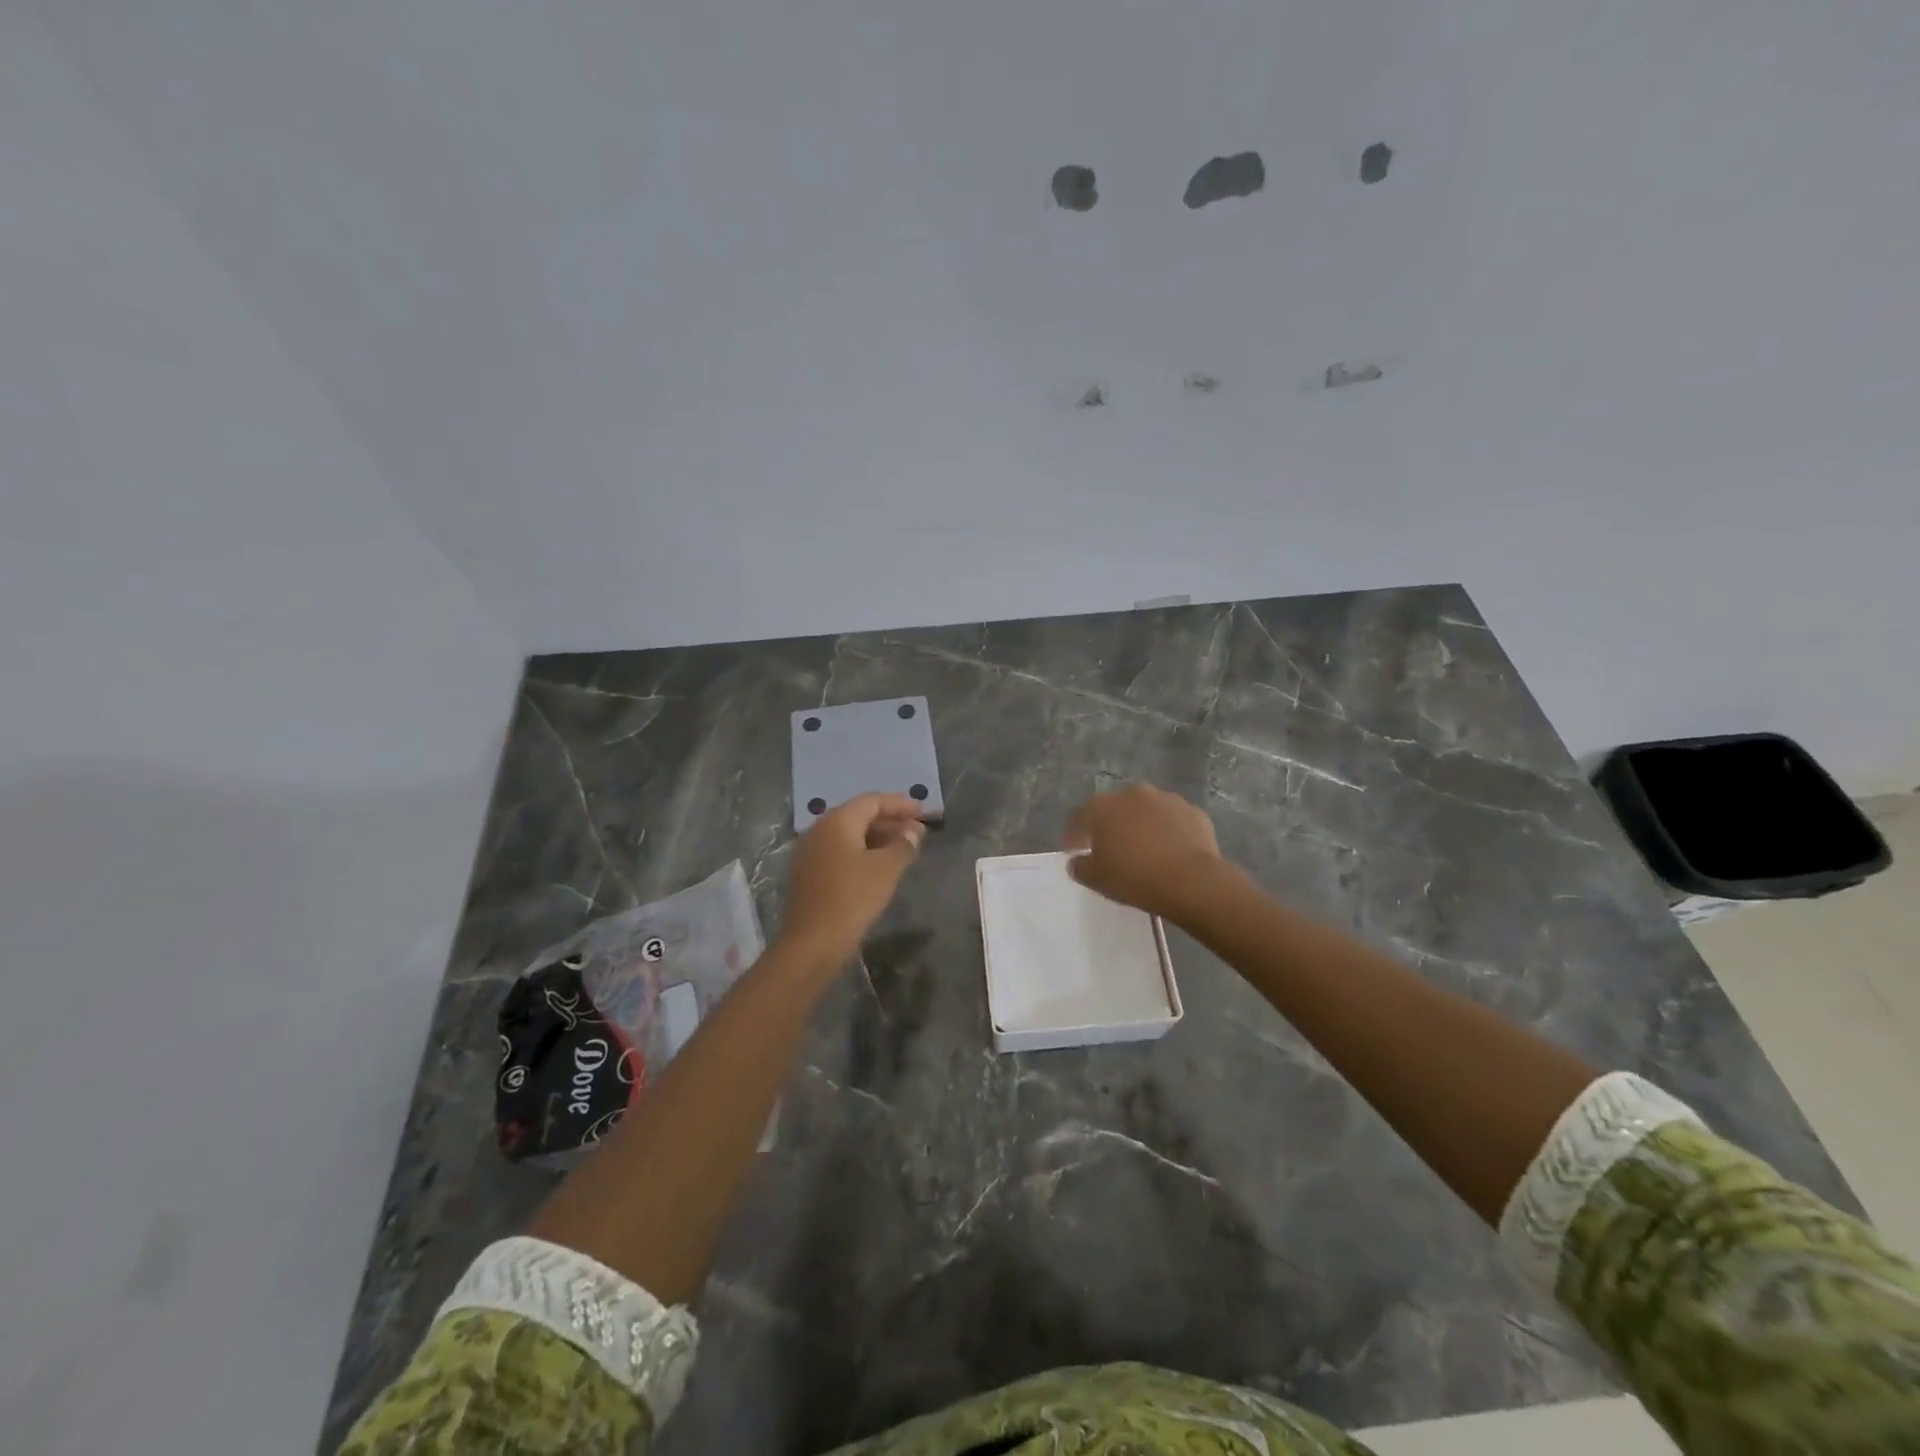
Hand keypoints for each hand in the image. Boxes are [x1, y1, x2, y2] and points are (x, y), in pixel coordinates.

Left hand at [777, 793, 925, 969]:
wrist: (812, 942)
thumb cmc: (852, 898)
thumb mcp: (886, 869)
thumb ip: (903, 845)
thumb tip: (913, 831)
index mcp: (837, 821)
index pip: (871, 801)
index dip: (899, 804)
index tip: (921, 811)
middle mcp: (820, 829)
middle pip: (859, 815)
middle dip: (889, 820)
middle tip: (916, 830)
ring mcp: (810, 851)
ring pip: (849, 834)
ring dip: (877, 837)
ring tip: (903, 847)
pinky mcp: (809, 873)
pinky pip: (840, 851)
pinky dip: (862, 851)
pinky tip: (879, 865)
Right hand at [1062, 783, 1233, 922]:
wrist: (1192, 881)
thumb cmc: (1135, 878)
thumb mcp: (1097, 880)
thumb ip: (1080, 868)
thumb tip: (1076, 862)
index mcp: (1103, 807)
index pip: (1079, 817)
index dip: (1073, 834)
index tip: (1073, 850)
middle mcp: (1132, 794)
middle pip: (1114, 808)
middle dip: (1109, 825)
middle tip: (1109, 847)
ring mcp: (1166, 799)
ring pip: (1146, 810)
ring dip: (1140, 824)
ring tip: (1143, 848)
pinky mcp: (1193, 811)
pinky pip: (1173, 820)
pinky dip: (1168, 831)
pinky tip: (1170, 850)